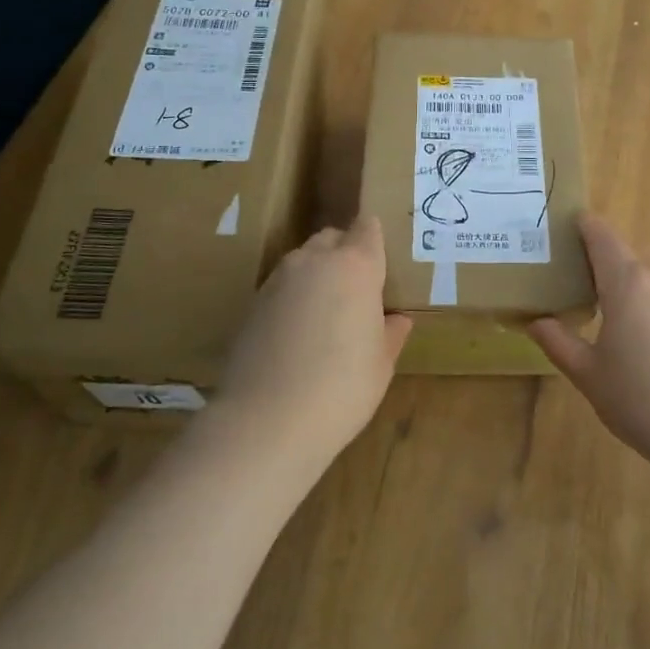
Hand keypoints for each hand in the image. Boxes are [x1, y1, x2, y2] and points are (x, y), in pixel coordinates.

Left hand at [216, 216, 412, 464]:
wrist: (267, 420)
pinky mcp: (251, 303)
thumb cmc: (342, 388)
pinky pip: (281, 287)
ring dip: (317, 275)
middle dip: (345, 253)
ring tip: (326, 314)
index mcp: (356, 266)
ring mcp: (278, 280)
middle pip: (332, 238)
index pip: (367, 228)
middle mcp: (314, 261)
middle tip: (358, 289)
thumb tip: (397, 321)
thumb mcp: (381, 364)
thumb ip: (390, 333)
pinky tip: (298, 334)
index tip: (382, 260)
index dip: (374, 239)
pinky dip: (293, 299)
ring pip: (303, 261)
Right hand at [529, 216, 649, 482]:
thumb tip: (536, 320)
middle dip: (600, 268)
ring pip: (648, 282)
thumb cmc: (642, 401)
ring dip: (627, 292)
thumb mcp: (589, 375)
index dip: (583, 226)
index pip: (602, 236)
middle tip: (575, 291)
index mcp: (628, 283)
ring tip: (608, 324)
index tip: (565, 227)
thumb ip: (558, 342)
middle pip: (625, 259)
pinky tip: (644, 347)